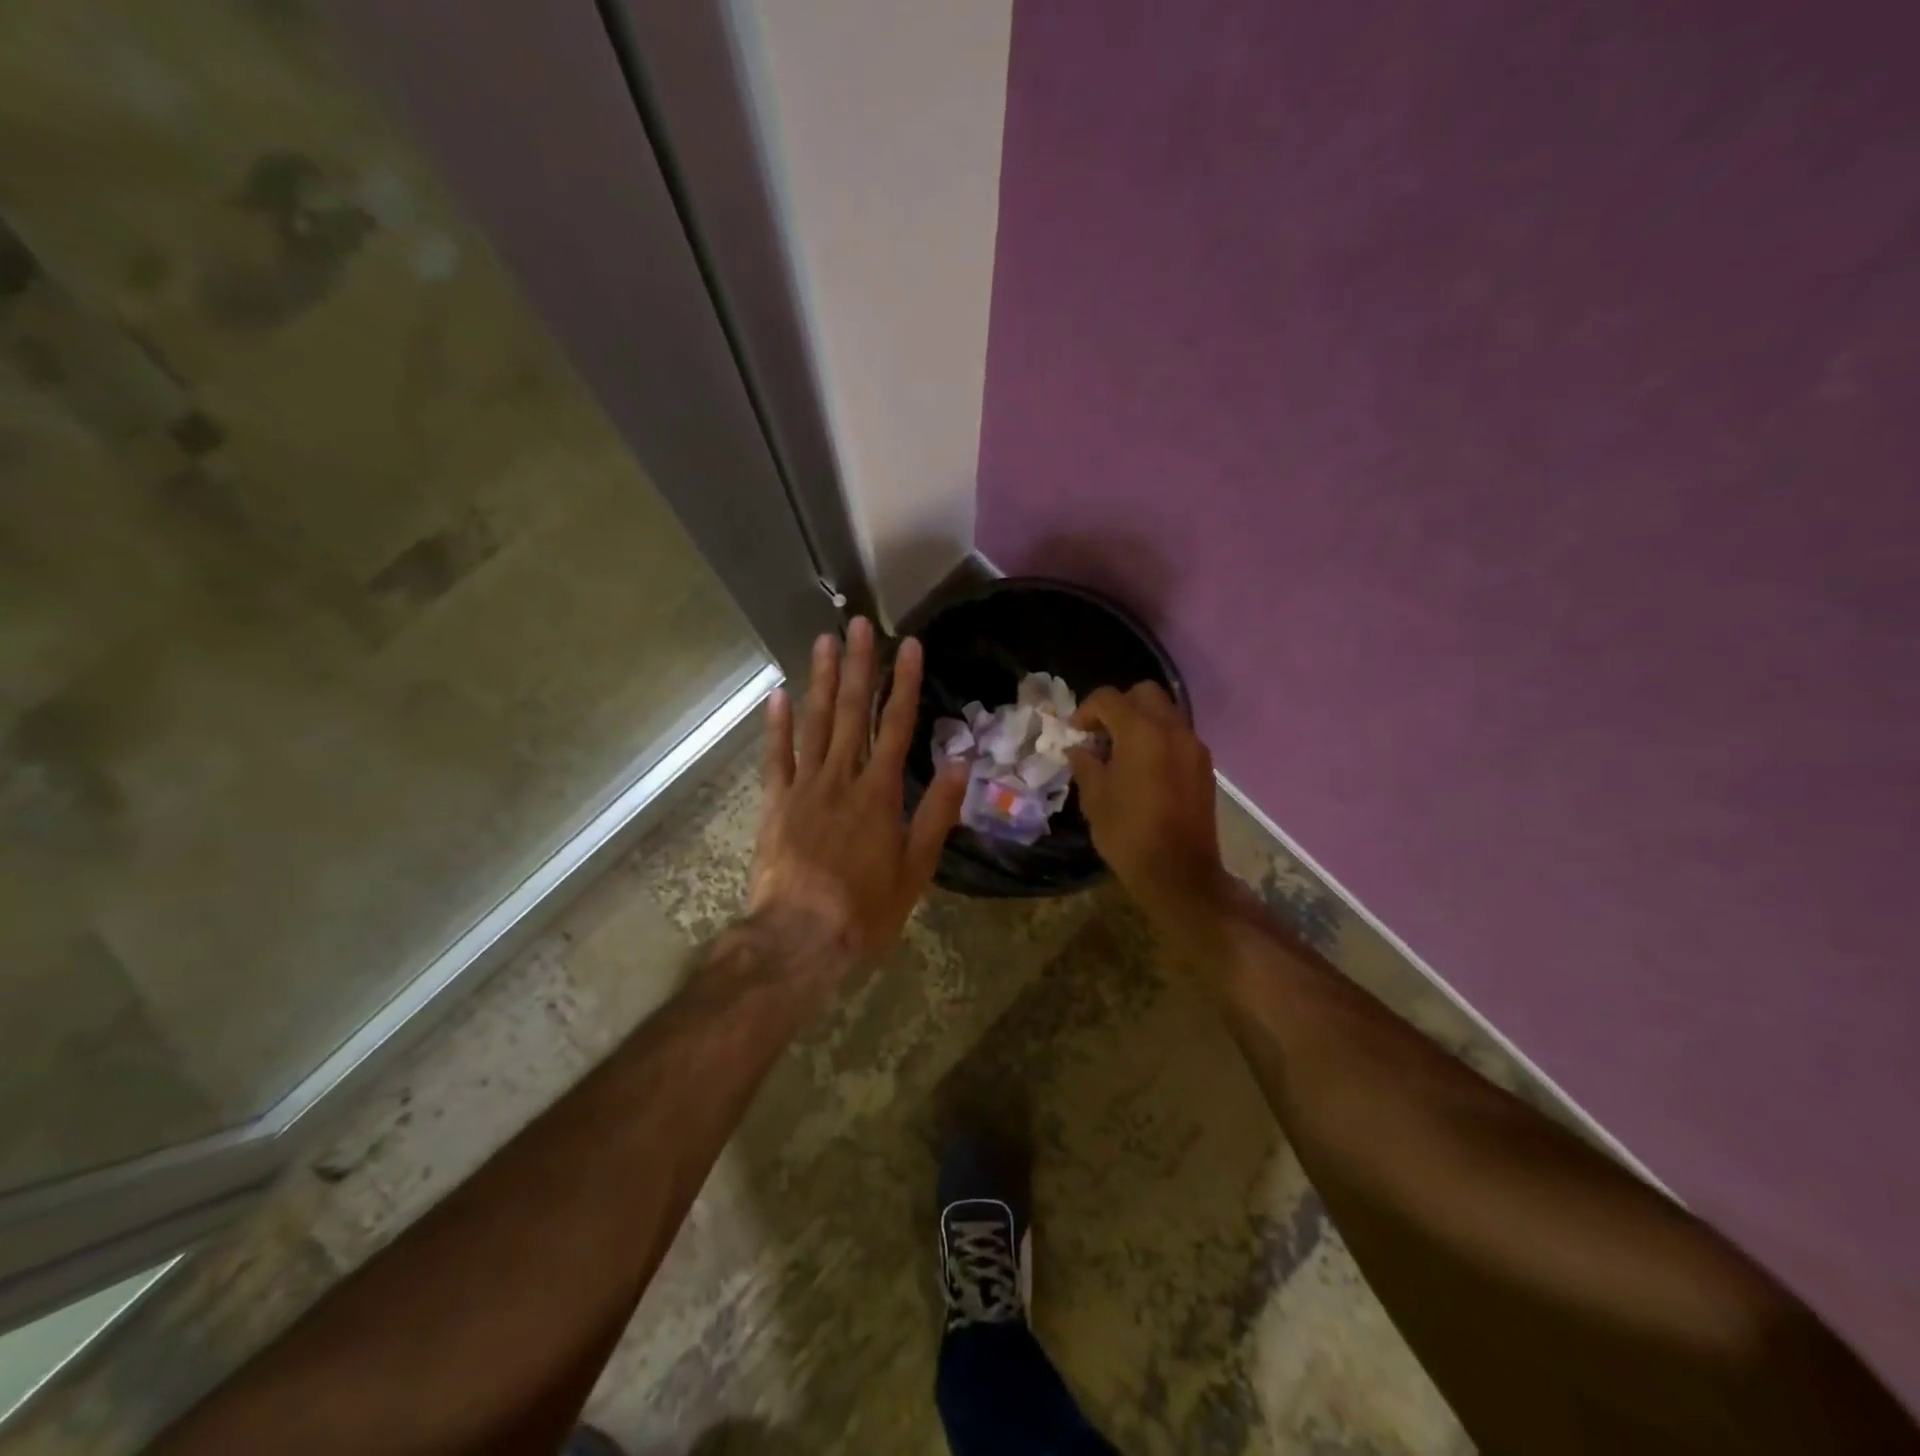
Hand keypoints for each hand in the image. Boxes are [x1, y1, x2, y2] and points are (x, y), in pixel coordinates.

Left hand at [750, 617, 967, 969]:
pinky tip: (779, 692)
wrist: (799, 938)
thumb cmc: (865, 908)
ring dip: (821, 680)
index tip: (908, 645)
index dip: (904, 683)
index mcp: (880, 793)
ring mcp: (803, 787)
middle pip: (853, 712)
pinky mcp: (774, 803)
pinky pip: (776, 756)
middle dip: (859, 666)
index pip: (897, 726)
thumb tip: (961, 761)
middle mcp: (842, 778)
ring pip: (814, 723)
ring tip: (825, 641)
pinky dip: (777, 725)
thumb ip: (937, 812)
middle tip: (859, 624)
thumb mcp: (916, 868)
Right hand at [1068, 683, 1229, 928]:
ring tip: (1122, 752)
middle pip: (1144, 693)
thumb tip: (1081, 749)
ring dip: (1141, 721)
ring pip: (1166, 713)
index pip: (1109, 698)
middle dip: (1119, 706)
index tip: (1075, 733)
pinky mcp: (1204, 766)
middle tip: (1101, 733)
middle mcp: (1172, 729)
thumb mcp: (1094, 798)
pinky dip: (1159, 739)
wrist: (1180, 873)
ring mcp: (1194, 746)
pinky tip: (1144, 769)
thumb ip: (1086, 764)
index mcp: (1141, 732)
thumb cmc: (1128, 834)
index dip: (1086, 710)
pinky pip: (1178, 736)